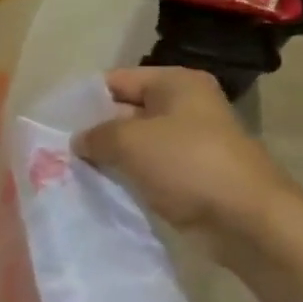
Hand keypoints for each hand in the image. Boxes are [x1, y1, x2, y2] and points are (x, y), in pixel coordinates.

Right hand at [72, 67, 291, 248]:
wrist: (247, 220)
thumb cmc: (187, 164)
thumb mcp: (128, 141)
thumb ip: (95, 135)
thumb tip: (79, 141)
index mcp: (176, 84)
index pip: (116, 81)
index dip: (84, 99)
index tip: (55, 122)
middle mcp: (185, 106)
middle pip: (125, 111)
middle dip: (95, 130)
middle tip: (59, 149)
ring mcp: (191, 142)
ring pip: (136, 143)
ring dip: (110, 157)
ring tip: (74, 170)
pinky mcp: (192, 175)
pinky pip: (150, 169)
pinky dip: (129, 176)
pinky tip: (102, 188)